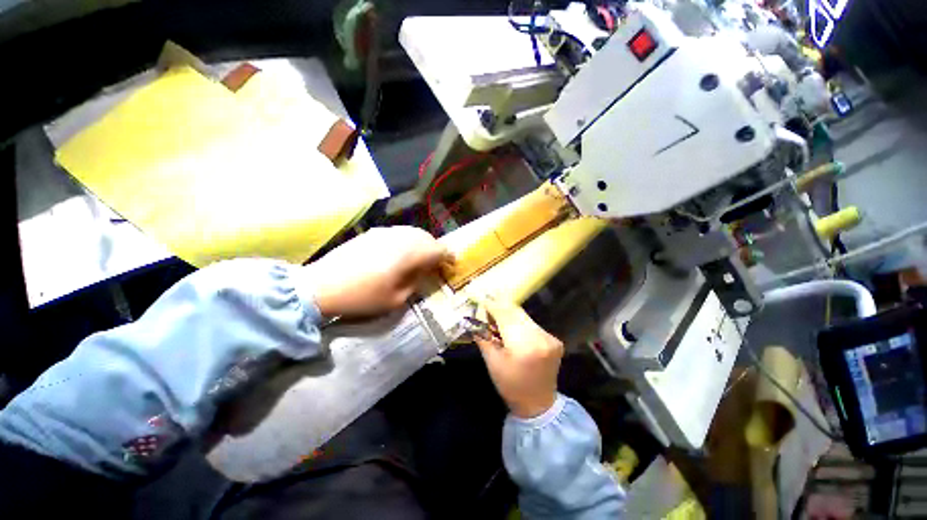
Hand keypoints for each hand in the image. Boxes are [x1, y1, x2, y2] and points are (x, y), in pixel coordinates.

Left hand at [309, 226, 451, 317]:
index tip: (451, 266)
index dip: (448, 257)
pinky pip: (399, 233)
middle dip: (436, 250)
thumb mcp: (397, 299)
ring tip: (419, 258)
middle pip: (428, 238)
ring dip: (422, 244)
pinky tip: (399, 253)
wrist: (322, 285)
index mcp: (411, 254)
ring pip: (413, 232)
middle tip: (435, 264)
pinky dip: (407, 241)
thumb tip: (424, 272)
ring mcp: (386, 232)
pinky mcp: (373, 232)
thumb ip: (416, 282)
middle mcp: (402, 237)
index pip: (439, 250)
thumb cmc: (363, 296)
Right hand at [475, 299, 563, 418]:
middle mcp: (540, 337)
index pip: (505, 314)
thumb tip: (475, 318)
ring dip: (510, 315)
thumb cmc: (510, 385)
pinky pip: (532, 324)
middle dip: (500, 307)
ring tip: (499, 323)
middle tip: (487, 310)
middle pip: (516, 312)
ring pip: (524, 316)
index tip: (481, 300)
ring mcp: (550, 337)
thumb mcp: (491, 362)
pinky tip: (513, 332)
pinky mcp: (554, 339)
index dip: (492, 305)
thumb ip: (484, 337)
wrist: (538, 404)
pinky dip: (520, 323)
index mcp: (523, 345)